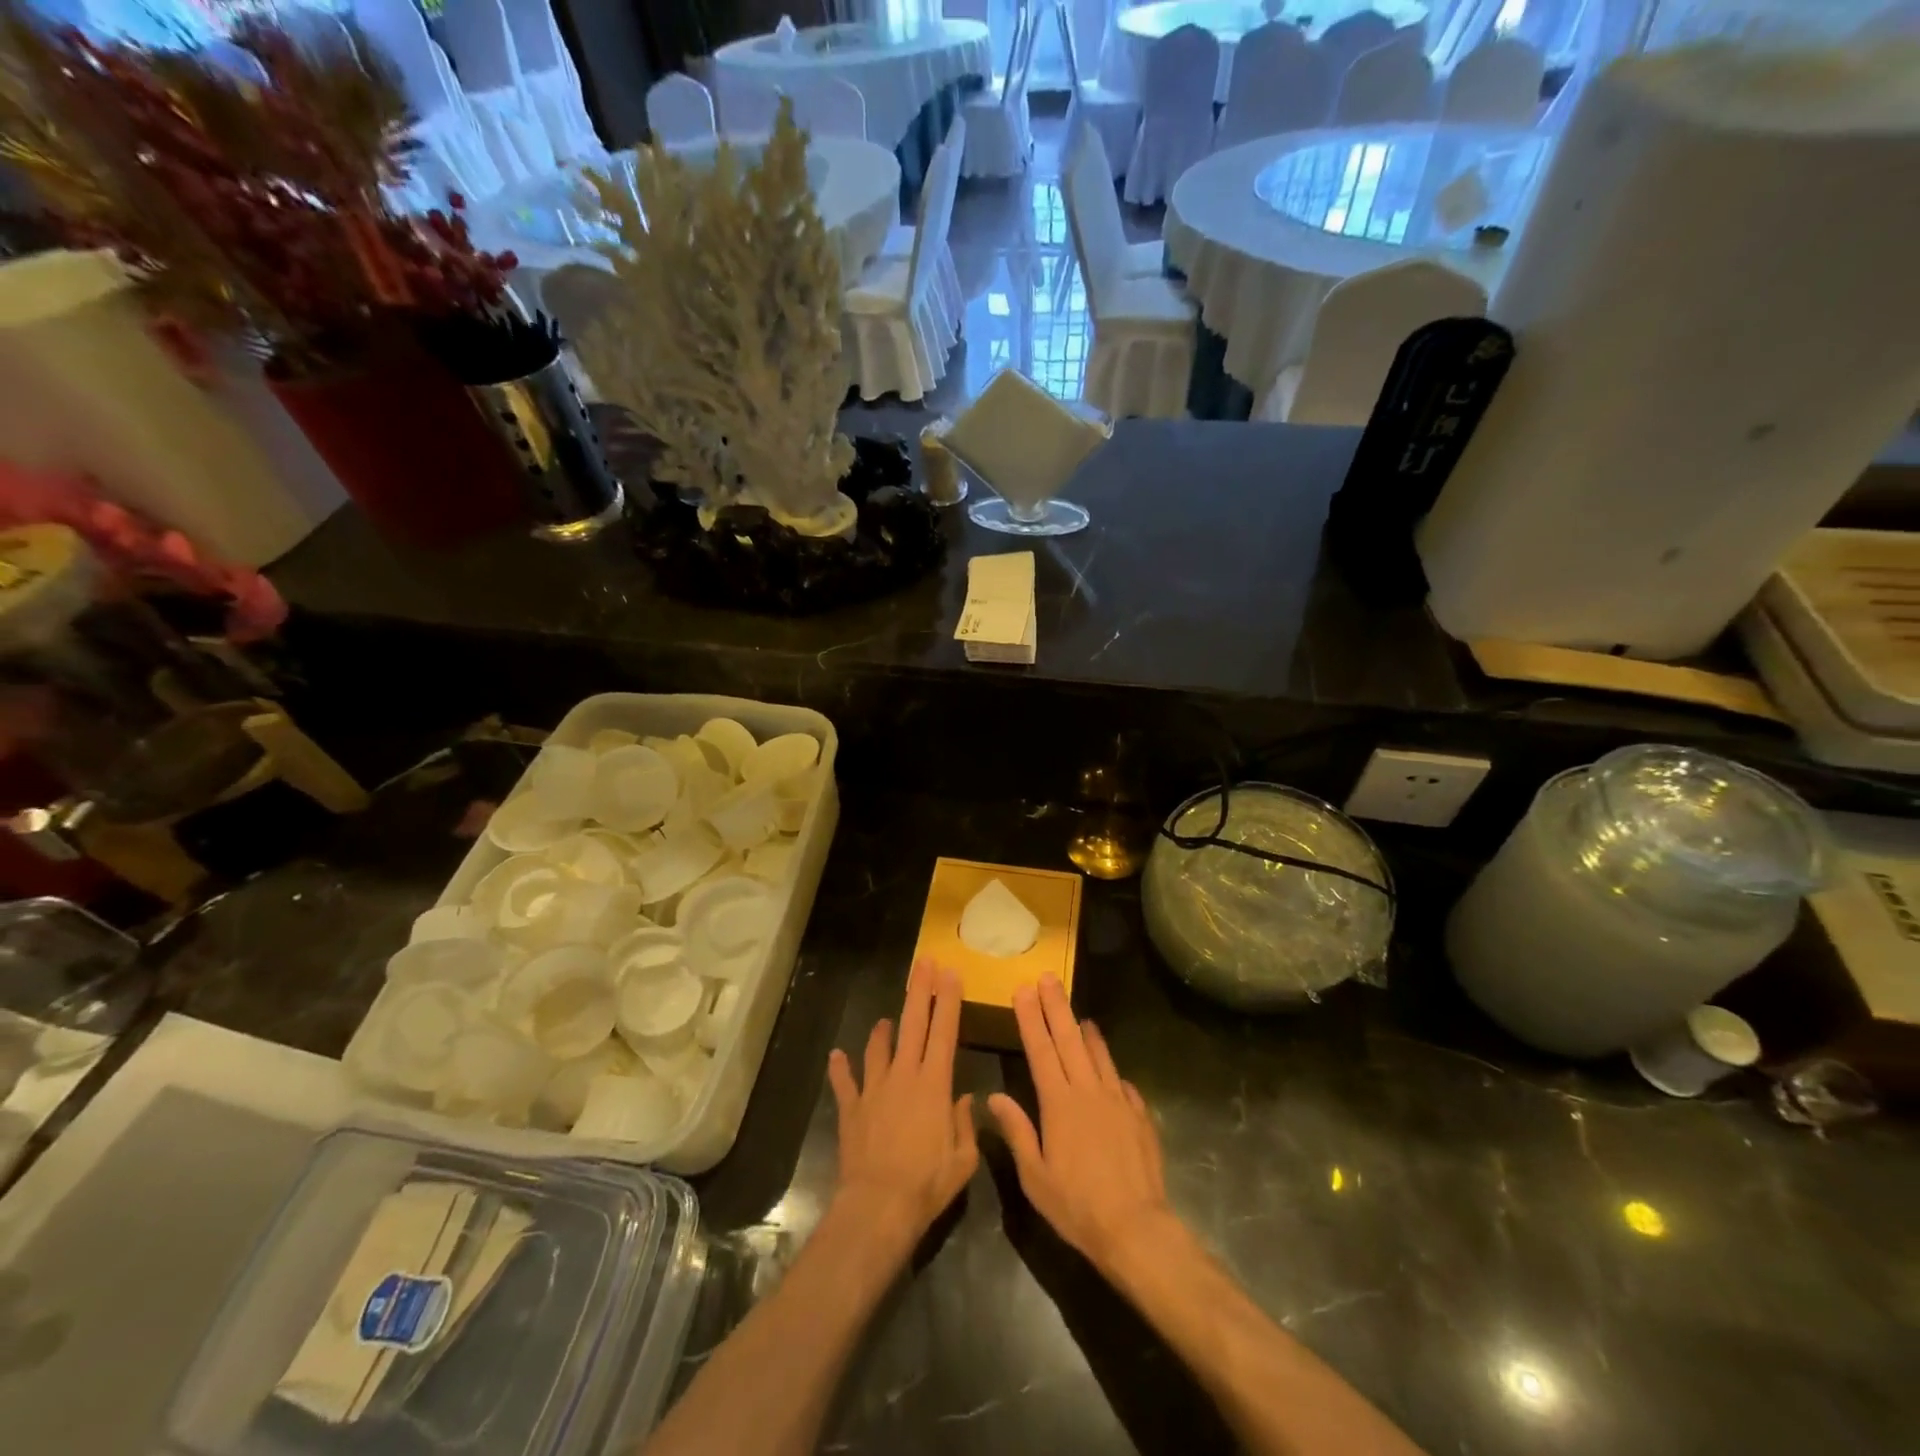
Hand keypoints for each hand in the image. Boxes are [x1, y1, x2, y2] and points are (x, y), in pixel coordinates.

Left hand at [827, 959, 978, 1252]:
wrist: (878, 1206)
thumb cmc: (927, 1184)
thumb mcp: (963, 1160)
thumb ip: (967, 1124)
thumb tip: (965, 1100)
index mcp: (935, 1084)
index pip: (945, 1031)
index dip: (948, 1000)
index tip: (951, 973)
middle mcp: (904, 1075)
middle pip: (913, 1023)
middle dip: (920, 990)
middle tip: (924, 963)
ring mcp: (874, 1089)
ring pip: (878, 1047)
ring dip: (883, 1030)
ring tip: (886, 1020)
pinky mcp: (852, 1108)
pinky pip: (845, 1082)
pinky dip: (841, 1068)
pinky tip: (837, 1055)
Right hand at [988, 977, 1174, 1276]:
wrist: (1136, 1228)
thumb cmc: (1077, 1206)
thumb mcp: (1035, 1177)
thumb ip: (1016, 1132)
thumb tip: (994, 1097)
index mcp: (1059, 1103)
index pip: (1040, 1049)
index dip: (1030, 1018)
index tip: (1023, 990)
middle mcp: (1088, 1091)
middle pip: (1070, 1039)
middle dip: (1056, 1006)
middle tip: (1048, 978)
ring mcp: (1118, 1100)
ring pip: (1099, 1055)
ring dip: (1086, 1031)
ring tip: (1078, 1013)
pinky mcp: (1139, 1115)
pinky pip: (1122, 1082)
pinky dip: (1111, 1067)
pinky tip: (1109, 1066)